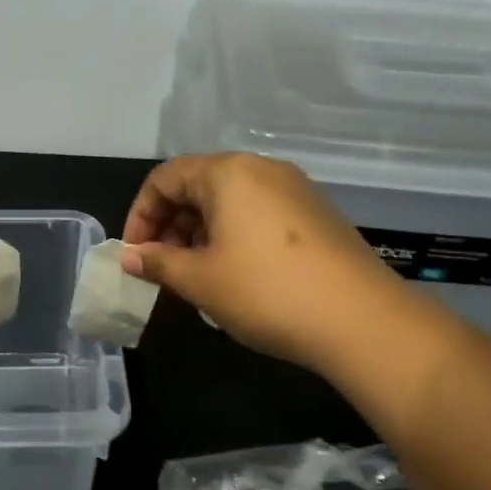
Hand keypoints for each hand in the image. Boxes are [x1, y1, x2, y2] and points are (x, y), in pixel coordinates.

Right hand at [120, 153, 410, 372]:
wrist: (362, 320)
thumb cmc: (266, 292)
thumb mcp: (200, 280)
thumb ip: (158, 263)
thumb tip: (129, 257)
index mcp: (228, 173)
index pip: (165, 178)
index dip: (140, 216)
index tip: (133, 256)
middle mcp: (262, 169)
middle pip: (198, 185)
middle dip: (170, 225)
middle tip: (161, 269)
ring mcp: (295, 190)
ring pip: (230, 202)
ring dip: (200, 233)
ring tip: (195, 276)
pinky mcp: (317, 215)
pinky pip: (259, 214)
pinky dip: (233, 237)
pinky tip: (235, 275)